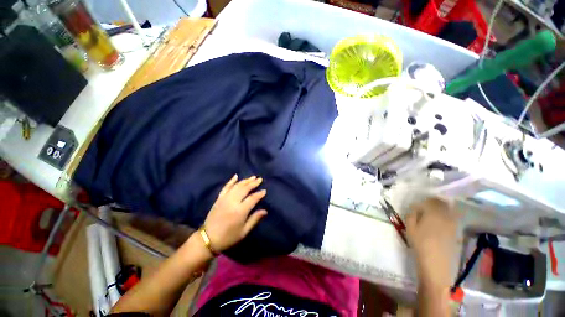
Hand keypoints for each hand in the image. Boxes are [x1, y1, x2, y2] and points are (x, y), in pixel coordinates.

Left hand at [203, 174, 267, 251]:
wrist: (207, 239)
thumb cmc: (228, 237)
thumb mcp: (244, 231)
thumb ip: (255, 219)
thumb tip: (265, 210)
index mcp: (240, 211)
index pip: (252, 198)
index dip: (259, 194)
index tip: (264, 191)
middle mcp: (232, 202)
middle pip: (245, 189)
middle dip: (253, 183)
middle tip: (260, 179)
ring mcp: (224, 199)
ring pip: (237, 186)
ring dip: (245, 180)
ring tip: (253, 177)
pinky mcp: (219, 198)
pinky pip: (225, 187)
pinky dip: (231, 181)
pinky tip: (236, 176)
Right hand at [406, 198, 457, 286]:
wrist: (436, 264)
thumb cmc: (420, 244)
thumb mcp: (410, 228)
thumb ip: (412, 215)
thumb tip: (415, 208)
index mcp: (433, 213)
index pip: (430, 200)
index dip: (424, 201)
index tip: (417, 205)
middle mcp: (446, 216)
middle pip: (442, 204)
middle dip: (434, 203)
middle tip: (425, 207)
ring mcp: (453, 224)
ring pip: (449, 211)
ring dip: (441, 209)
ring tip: (432, 214)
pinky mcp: (456, 232)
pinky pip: (453, 219)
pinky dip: (447, 217)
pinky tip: (440, 223)